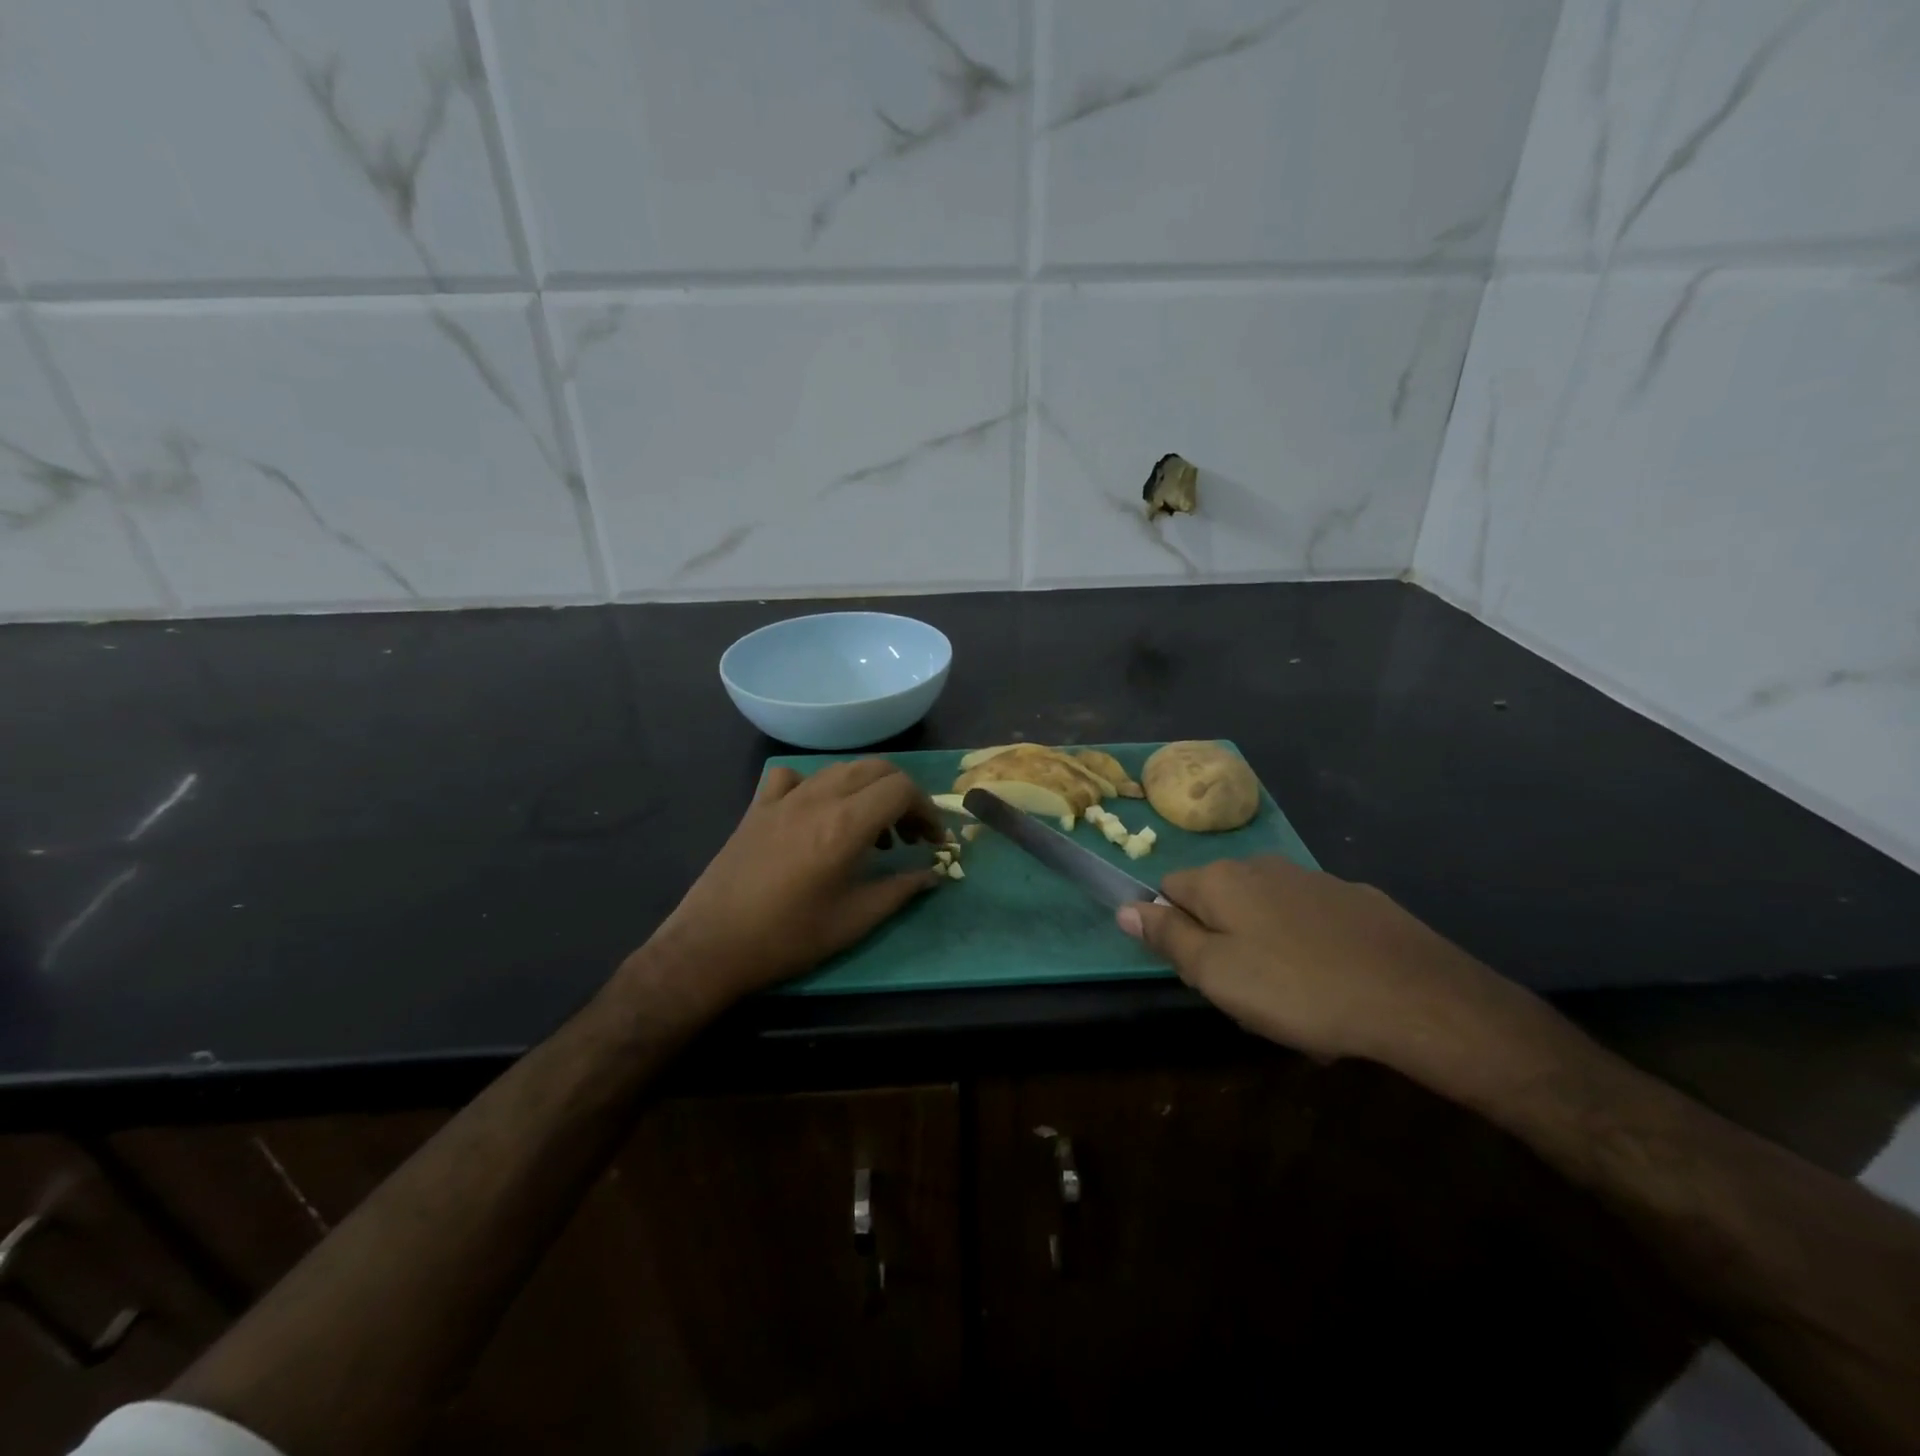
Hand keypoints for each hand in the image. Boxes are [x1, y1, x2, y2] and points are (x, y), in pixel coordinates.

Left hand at [638, 759, 944, 1008]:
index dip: (926, 810)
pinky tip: (816, 813)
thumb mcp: (854, 921)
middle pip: (876, 769)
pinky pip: (793, 776)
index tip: (933, 840)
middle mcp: (818, 798)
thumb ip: (900, 890)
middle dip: (903, 795)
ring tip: (871, 832)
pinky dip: (816, 785)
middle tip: (909, 835)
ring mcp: (784, 799)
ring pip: (839, 769)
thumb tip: (933, 874)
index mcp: (846, 824)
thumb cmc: (788, 938)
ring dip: (867, 790)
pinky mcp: (758, 807)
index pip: (901, 789)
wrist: (712, 946)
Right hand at [1118, 856, 1519, 1073]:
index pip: (1168, 891)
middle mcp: (1261, 866)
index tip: (1201, 972)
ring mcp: (1312, 879)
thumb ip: (1166, 937)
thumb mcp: (1216, 973)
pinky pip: (1310, 922)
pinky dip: (1309, 948)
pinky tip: (1335, 986)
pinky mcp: (1356, 898)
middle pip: (1218, 902)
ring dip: (1265, 948)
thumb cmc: (1298, 988)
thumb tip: (1123, 908)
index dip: (1175, 932)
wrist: (1417, 997)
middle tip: (1246, 995)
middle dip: (1222, 943)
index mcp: (1221, 880)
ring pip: (1266, 913)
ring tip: (1294, 1001)